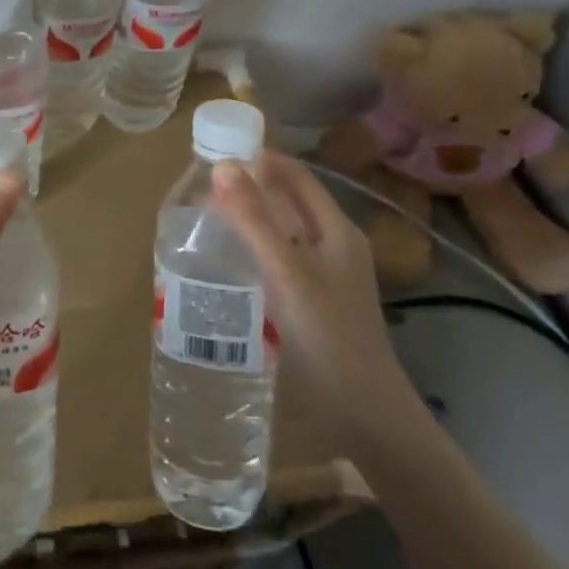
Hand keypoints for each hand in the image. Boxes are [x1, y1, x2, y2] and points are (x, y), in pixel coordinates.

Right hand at [213, 152, 418, 436]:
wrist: (366, 412)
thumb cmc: (327, 334)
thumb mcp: (286, 272)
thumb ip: (254, 220)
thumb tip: (223, 166)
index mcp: (336, 229)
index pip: (295, 175)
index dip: (259, 159)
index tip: (216, 155)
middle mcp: (335, 244)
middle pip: (290, 201)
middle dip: (250, 189)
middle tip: (203, 190)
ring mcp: (328, 274)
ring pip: (285, 231)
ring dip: (251, 220)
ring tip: (208, 221)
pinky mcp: (318, 299)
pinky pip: (283, 259)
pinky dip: (257, 249)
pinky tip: (231, 262)